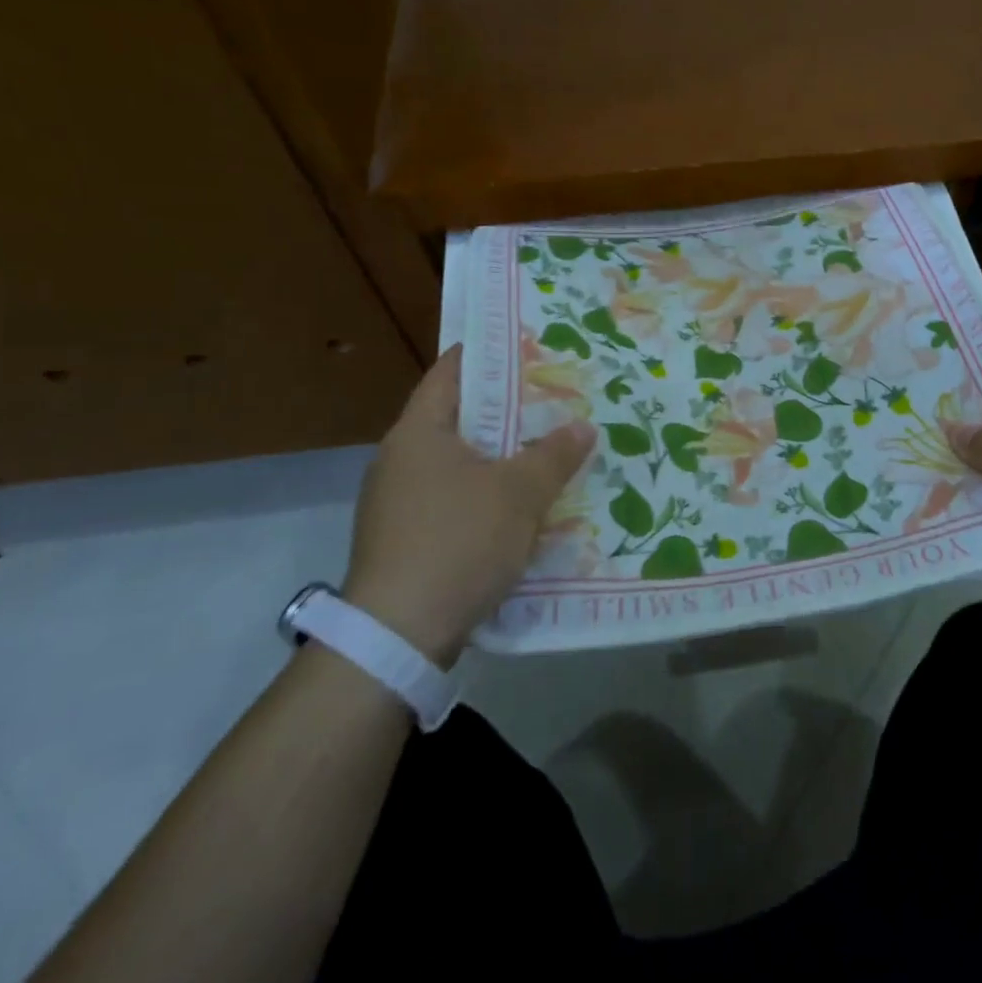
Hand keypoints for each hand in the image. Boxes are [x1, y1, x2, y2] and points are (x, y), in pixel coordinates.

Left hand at [343, 345, 596, 665]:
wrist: (398, 637)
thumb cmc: (458, 542)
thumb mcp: (518, 494)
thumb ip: (553, 455)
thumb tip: (583, 427)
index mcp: (418, 432)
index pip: (452, 371)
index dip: (490, 353)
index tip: (531, 345)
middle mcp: (401, 459)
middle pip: (460, 417)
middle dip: (509, 408)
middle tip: (557, 397)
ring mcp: (399, 502)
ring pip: (461, 461)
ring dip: (502, 455)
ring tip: (551, 447)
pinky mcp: (408, 538)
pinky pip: (456, 497)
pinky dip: (489, 492)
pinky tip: (525, 503)